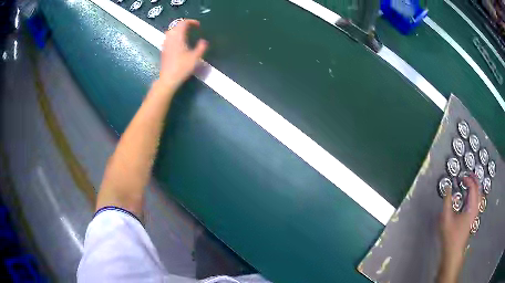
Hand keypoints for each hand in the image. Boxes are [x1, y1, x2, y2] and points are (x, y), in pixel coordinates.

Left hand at [158, 19, 207, 90]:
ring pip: (171, 31)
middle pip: (176, 25)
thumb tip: (204, 41)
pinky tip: (179, 41)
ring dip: (178, 29)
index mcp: (178, 37)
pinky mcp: (163, 50)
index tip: (198, 25)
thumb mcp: (195, 57)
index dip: (191, 22)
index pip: (183, 23)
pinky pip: (168, 37)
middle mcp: (170, 38)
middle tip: (192, 28)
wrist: (168, 79)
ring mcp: (165, 44)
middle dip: (184, 24)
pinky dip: (174, 35)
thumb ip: (201, 47)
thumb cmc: (182, 68)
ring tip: (186, 33)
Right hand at [437, 175, 479, 282]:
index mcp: (472, 207)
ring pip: (479, 195)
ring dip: (475, 187)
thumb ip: (447, 201)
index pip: (473, 187)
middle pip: (479, 189)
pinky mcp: (473, 218)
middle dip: (474, 180)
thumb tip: (448, 187)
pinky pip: (477, 201)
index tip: (460, 177)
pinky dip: (475, 194)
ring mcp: (475, 214)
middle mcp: (476, 208)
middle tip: (467, 175)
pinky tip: (469, 196)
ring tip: (469, 182)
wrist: (453, 252)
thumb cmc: (450, 236)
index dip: (468, 179)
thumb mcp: (446, 218)